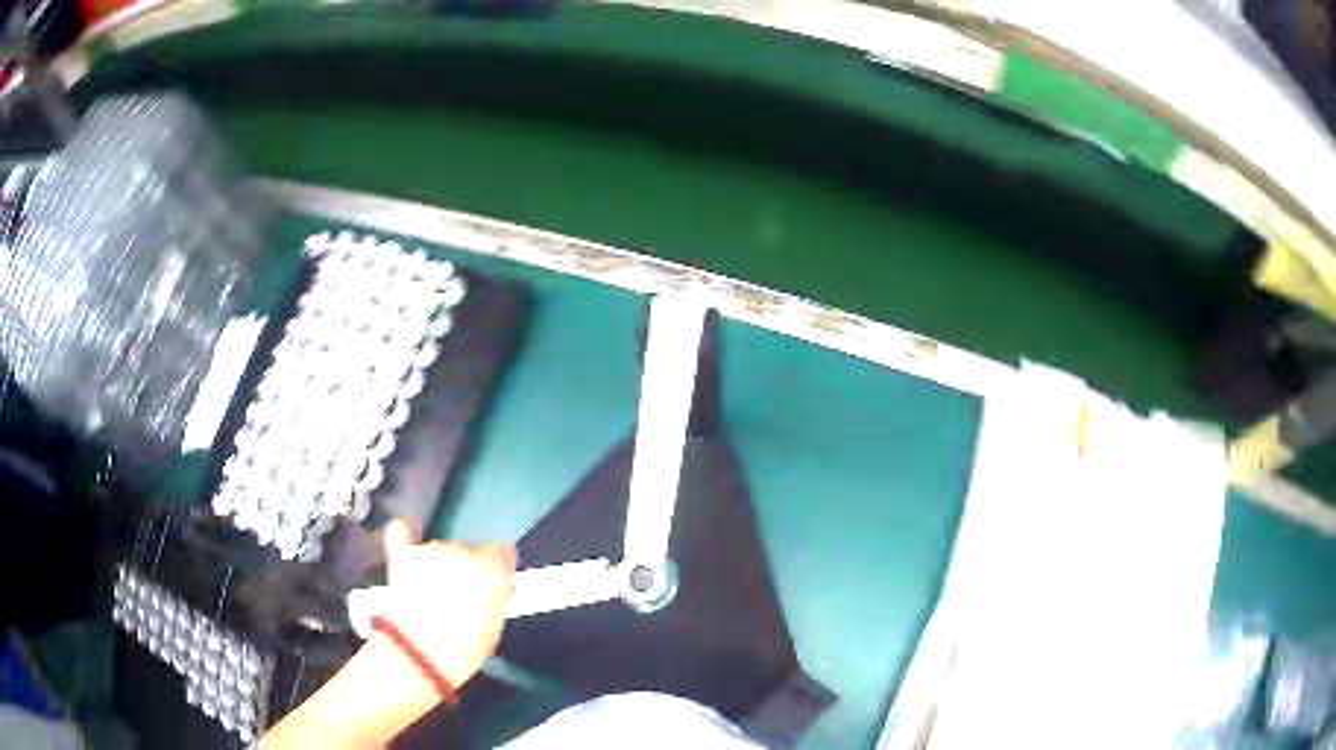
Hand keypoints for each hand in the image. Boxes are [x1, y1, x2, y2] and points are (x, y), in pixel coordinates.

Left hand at [380, 519, 516, 688]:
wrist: (420, 652)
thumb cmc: (466, 648)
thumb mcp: (494, 626)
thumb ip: (497, 597)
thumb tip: (501, 584)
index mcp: (492, 570)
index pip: (502, 551)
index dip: (498, 566)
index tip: (494, 582)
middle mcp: (463, 552)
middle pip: (468, 550)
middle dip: (465, 568)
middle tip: (459, 596)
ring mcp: (430, 551)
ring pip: (439, 549)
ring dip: (438, 564)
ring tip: (429, 590)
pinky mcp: (403, 556)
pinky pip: (401, 533)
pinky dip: (404, 535)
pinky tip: (405, 536)